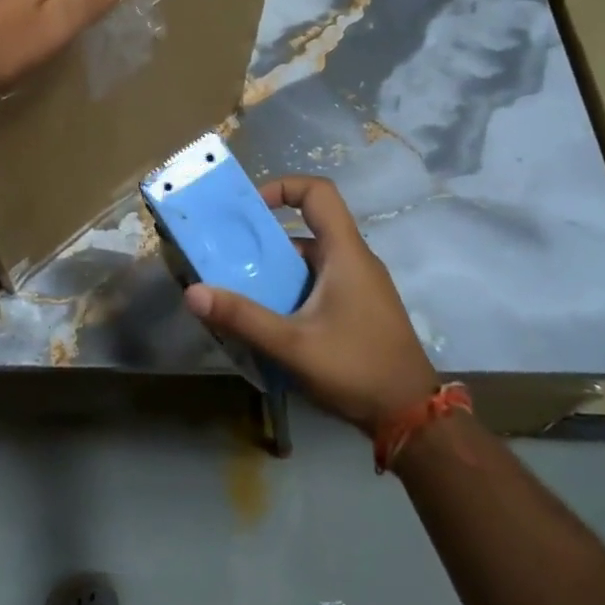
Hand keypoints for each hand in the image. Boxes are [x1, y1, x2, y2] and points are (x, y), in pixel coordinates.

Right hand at [185, 176, 439, 435]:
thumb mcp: (292, 345)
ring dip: (275, 271)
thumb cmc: (356, 369)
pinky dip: (291, 291)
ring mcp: (360, 286)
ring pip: (310, 261)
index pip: (318, 192)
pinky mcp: (359, 308)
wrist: (412, 418)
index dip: (282, 186)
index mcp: (345, 253)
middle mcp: (355, 260)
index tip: (249, 209)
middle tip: (229, 259)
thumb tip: (193, 293)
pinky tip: (270, 320)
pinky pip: (318, 284)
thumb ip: (242, 317)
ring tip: (241, 294)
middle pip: (307, 229)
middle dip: (265, 240)